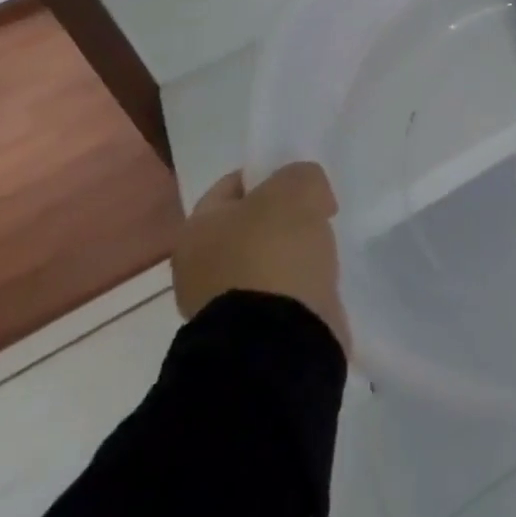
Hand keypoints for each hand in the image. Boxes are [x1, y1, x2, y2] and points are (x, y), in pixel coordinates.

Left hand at [173, 162, 348, 350]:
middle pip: (247, 225)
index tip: (302, 183)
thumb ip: (302, 175)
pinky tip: (316, 281)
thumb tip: (308, 196)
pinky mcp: (246, 333)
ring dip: (287, 254)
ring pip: (261, 261)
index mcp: (196, 229)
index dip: (269, 175)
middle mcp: (197, 267)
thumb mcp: (297, 188)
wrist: (278, 341)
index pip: (232, 185)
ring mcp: (220, 305)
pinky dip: (293, 286)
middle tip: (315, 214)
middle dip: (280, 218)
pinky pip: (274, 293)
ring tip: (319, 250)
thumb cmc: (276, 252)